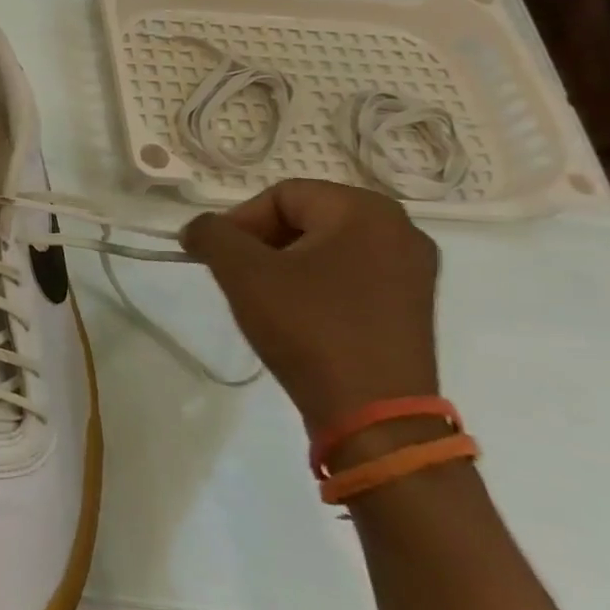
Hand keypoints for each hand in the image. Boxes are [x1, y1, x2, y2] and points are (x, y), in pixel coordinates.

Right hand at [180, 179, 440, 430]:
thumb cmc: (308, 329)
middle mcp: (400, 229)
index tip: (216, 258)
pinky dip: (316, 284)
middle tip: (237, 277)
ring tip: (264, 299)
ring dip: (285, 264)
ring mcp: (413, 269)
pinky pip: (351, 273)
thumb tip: (197, 228)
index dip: (239, 222)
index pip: (282, 195)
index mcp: (366, 210)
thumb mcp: (243, 274)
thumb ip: (211, 235)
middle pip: (306, 217)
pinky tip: (298, 315)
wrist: (373, 414)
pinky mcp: (412, 304)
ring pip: (327, 247)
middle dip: (262, 243)